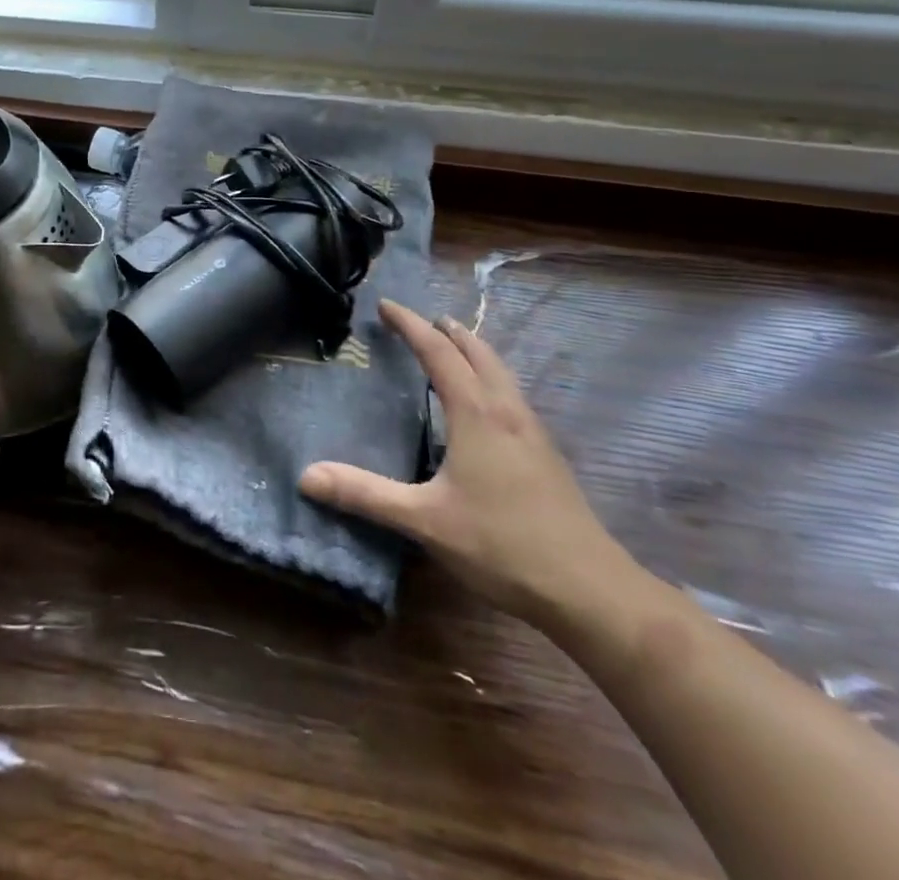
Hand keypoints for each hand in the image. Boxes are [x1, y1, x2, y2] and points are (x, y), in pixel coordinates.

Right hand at [300, 299, 629, 624]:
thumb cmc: (503, 546)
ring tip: (453, 349)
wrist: (592, 592)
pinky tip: (485, 408)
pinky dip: (490, 379)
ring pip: (501, 374)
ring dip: (474, 352)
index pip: (439, 353)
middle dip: (448, 331)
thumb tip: (306, 476)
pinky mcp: (547, 457)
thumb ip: (365, 495)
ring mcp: (533, 434)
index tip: (386, 306)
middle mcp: (507, 412)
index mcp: (477, 415)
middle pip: (478, 353)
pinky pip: (511, 396)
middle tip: (422, 320)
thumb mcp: (424, 520)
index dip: (411, 325)